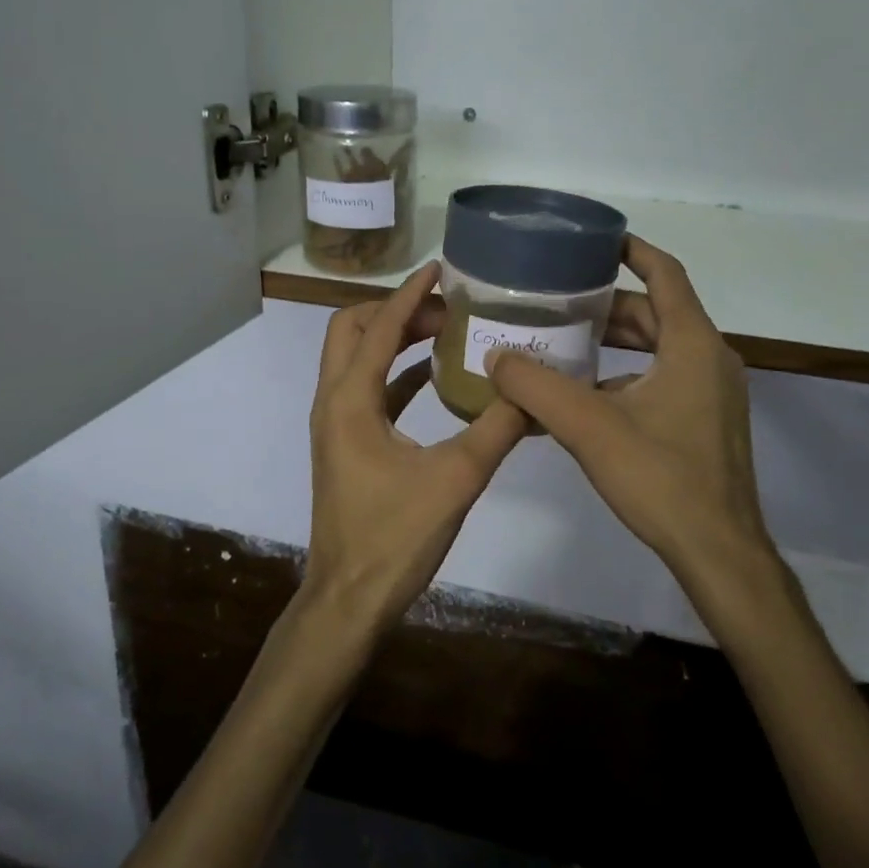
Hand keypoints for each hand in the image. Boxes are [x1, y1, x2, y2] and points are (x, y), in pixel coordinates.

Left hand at [306, 262, 527, 629]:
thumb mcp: (457, 479)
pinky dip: (397, 373)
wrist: (348, 599)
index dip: (410, 294)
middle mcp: (333, 401)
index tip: (442, 268)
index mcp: (350, 400)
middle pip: (350, 330)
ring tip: (445, 332)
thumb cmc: (395, 537)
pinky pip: (368, 390)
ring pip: (356, 359)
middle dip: (394, 310)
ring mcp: (336, 424)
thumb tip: (535, 389)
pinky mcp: (346, 444)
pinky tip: (437, 379)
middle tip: (445, 309)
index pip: (379, 327)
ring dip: (394, 339)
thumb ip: (498, 428)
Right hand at [485, 237, 773, 583]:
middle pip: (655, 313)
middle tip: (558, 298)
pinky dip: (624, 377)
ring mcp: (711, 393)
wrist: (717, 551)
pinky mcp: (705, 422)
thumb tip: (496, 358)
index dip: (632, 250)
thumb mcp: (589, 427)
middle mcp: (709, 358)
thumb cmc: (661, 477)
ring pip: (657, 349)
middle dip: (607, 305)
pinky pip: (661, 380)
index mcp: (692, 344)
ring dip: (613, 343)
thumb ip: (537, 387)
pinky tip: (583, 397)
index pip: (665, 274)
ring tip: (561, 342)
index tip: (596, 240)